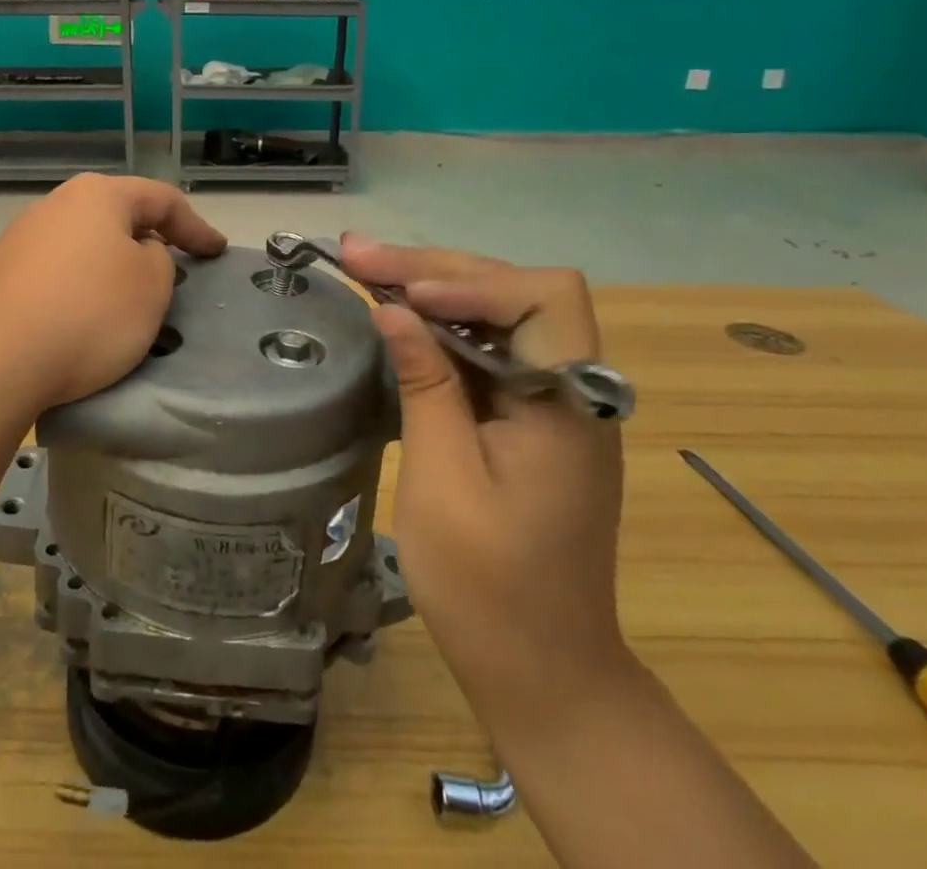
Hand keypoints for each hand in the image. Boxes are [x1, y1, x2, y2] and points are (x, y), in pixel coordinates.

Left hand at [0, 175, 227, 412]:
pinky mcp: (0, 275)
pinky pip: (57, 274)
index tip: (217, 252)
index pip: (161, 200)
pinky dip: (81, 289)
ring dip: (112, 267)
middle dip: (149, 240)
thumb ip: (159, 258)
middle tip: (174, 268)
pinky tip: (82, 319)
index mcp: (98, 195)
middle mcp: (56, 205)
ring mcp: (22, 239)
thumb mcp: (151, 285)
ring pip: (85, 246)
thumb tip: (136, 252)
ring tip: (129, 299)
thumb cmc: (88, 313)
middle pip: (117, 217)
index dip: (196, 226)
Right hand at [336, 237, 629, 726]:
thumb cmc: (489, 587)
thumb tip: (393, 308)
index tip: (408, 294)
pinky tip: (393, 314)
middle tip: (356, 253)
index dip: (475, 280)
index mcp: (568, 404)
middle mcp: (570, 388)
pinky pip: (483, 346)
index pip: (546, 297)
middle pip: (513, 291)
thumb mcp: (443, 481)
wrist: (542, 672)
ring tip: (362, 268)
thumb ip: (426, 384)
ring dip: (430, 285)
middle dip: (433, 267)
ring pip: (495, 311)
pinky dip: (436, 324)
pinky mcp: (525, 416)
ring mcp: (549, 400)